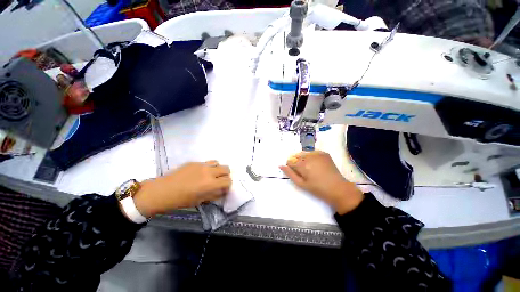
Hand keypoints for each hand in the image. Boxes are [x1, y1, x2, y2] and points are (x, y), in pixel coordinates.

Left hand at [132, 161, 231, 216]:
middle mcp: (209, 172)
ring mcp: (201, 165)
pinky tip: (200, 173)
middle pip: (226, 168)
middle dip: (226, 175)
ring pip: (218, 162)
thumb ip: (214, 195)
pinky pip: (207, 162)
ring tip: (211, 175)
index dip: (228, 185)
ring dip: (218, 169)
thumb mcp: (200, 201)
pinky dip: (208, 167)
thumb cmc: (181, 200)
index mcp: (211, 184)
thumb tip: (223, 191)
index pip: (228, 181)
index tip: (224, 188)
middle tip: (219, 181)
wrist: (162, 191)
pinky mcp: (194, 162)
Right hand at [280, 151, 363, 214]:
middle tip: (304, 172)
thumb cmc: (318, 189)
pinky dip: (311, 157)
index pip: (290, 161)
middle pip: (296, 156)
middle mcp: (309, 156)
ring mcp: (318, 153)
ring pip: (304, 153)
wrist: (338, 188)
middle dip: (297, 162)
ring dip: (303, 159)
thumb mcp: (301, 184)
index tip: (297, 173)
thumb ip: (290, 173)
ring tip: (311, 168)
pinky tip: (316, 165)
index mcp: (303, 165)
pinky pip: (312, 152)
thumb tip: (281, 165)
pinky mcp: (324, 153)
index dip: (291, 167)